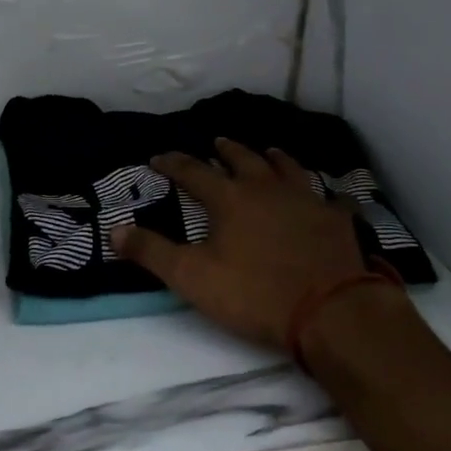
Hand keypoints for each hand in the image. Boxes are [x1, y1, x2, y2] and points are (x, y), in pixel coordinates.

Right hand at [111, 138, 370, 352]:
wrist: (328, 309)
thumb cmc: (254, 293)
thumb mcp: (192, 278)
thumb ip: (152, 252)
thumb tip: (115, 230)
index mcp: (230, 199)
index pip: (194, 172)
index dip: (174, 164)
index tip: (159, 157)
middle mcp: (267, 188)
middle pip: (244, 159)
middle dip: (226, 150)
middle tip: (217, 142)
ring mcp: (306, 199)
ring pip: (287, 168)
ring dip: (273, 158)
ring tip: (268, 151)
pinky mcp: (336, 218)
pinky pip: (329, 197)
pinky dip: (323, 193)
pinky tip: (326, 195)